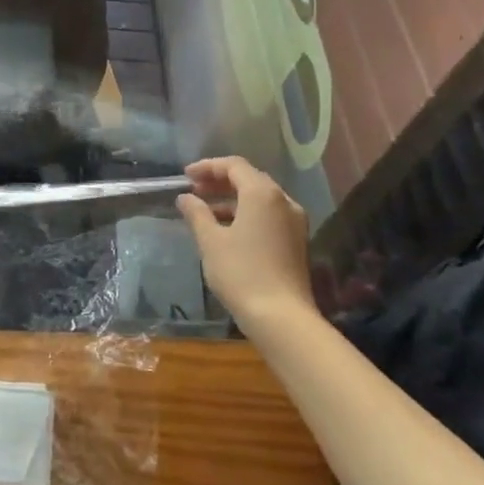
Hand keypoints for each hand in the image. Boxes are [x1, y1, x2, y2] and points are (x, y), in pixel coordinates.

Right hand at [177, 157, 314, 331]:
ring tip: (206, 211)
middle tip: (195, 191)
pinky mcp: (297, 242)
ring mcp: (294, 222)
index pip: (234, 165)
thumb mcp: (211, 242)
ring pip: (260, 199)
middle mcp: (283, 200)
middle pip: (250, 179)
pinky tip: (228, 230)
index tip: (186, 176)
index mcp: (262, 193)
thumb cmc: (242, 274)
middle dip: (220, 182)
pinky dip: (247, 214)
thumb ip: (197, 214)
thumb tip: (185, 198)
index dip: (208, 167)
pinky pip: (269, 215)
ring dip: (233, 199)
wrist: (282, 319)